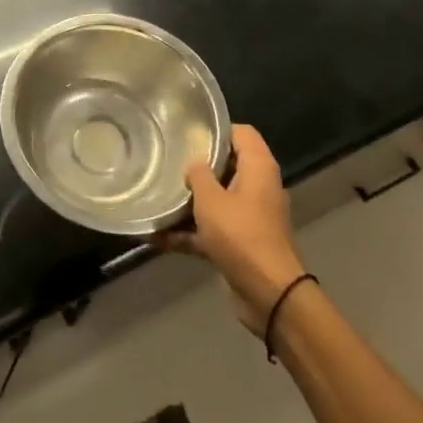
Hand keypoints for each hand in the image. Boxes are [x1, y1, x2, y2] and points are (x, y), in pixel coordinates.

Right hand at [158, 124, 305, 334]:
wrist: (268, 294)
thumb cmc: (241, 235)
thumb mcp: (211, 200)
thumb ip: (199, 175)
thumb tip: (194, 164)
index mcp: (258, 169)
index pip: (242, 133)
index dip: (217, 128)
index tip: (187, 130)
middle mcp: (257, 188)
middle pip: (226, 166)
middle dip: (197, 165)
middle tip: (166, 159)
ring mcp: (248, 218)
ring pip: (215, 200)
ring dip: (188, 203)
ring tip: (155, 196)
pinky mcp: (239, 244)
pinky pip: (209, 230)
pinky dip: (187, 233)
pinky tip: (154, 237)